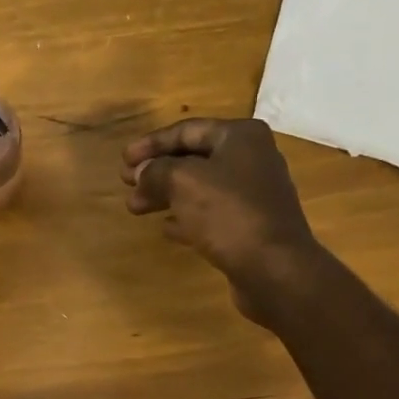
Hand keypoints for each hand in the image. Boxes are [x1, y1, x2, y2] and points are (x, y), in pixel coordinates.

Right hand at [122, 117, 323, 323]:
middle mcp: (250, 159)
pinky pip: (210, 214)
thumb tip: (142, 172)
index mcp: (239, 137)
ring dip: (165, 195)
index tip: (123, 161)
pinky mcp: (249, 226)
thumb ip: (156, 171)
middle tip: (126, 183)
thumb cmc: (229, 215)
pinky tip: (165, 228)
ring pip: (199, 188)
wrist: (274, 268)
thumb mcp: (183, 183)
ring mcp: (252, 194)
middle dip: (156, 171)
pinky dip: (185, 217)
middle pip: (193, 159)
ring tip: (136, 207)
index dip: (151, 143)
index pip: (186, 130)